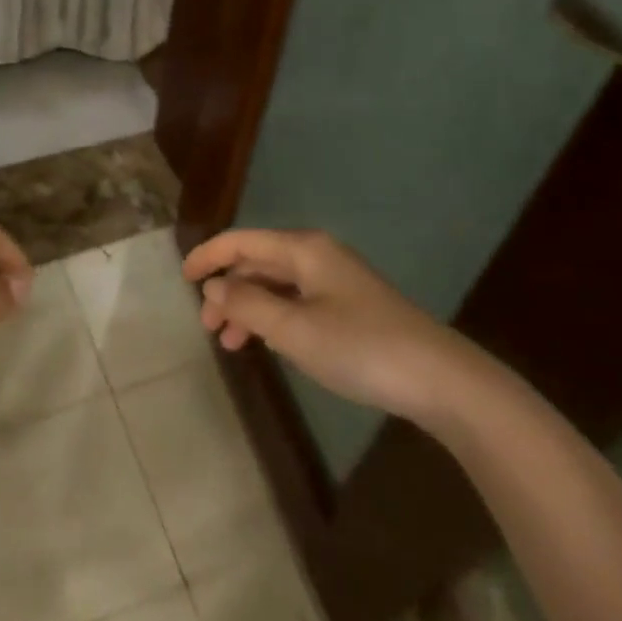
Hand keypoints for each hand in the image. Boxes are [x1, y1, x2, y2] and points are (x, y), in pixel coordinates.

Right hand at [186, 228, 489, 427]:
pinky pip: (297, 301)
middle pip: (258, 261)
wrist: (439, 379)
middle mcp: (317, 256)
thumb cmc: (360, 347)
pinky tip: (269, 343)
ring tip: (230, 343)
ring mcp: (336, 281)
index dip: (208, 256)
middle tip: (207, 325)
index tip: (182, 279)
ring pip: (277, 285)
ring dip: (249, 308)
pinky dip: (274, 318)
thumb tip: (213, 288)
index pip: (242, 241)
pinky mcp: (350, 306)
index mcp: (303, 250)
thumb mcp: (294, 330)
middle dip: (228, 289)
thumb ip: (247, 306)